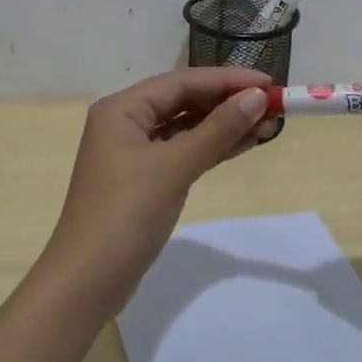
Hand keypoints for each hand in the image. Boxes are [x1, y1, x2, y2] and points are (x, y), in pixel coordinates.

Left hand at [41, 67, 271, 315]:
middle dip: (228, 102)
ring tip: (268, 125)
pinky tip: (243, 144)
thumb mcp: (174, 167)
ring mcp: (134, 153)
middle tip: (273, 106)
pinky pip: (183, 152)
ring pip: (186, 128)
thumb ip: (217, 130)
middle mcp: (125, 123)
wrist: (87, 281)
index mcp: (122, 109)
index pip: (181, 82)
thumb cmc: (126, 214)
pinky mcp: (144, 180)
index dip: (226, 80)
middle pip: (183, 101)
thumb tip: (257, 97)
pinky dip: (212, 148)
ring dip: (224, 126)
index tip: (269, 82)